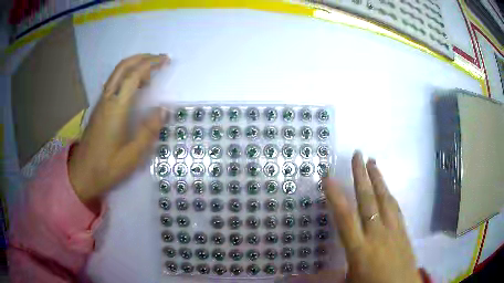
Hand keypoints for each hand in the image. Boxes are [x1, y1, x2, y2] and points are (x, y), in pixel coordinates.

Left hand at [68, 54, 168, 207]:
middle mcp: (107, 99)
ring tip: (150, 75)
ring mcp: (101, 103)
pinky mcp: (99, 108)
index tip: (166, 60)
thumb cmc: (107, 167)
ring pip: (117, 73)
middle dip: (142, 58)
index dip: (151, 64)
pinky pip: (114, 83)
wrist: (82, 174)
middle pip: (123, 67)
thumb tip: (163, 110)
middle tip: (159, 60)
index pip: (134, 75)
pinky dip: (126, 77)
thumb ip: (148, 130)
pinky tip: (134, 89)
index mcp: (116, 108)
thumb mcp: (132, 155)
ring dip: (134, 66)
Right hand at [322, 151, 421, 282]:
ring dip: (378, 180)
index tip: (328, 177)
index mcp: (359, 249)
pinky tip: (387, 189)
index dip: (335, 196)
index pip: (345, 217)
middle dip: (361, 176)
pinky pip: (396, 209)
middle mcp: (377, 235)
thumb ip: (332, 272)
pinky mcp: (404, 232)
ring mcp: (393, 231)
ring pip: (385, 199)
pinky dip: (389, 195)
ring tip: (373, 163)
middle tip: (357, 154)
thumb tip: (303, 276)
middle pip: (368, 200)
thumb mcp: (349, 281)